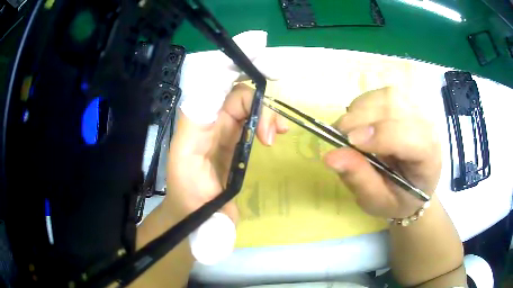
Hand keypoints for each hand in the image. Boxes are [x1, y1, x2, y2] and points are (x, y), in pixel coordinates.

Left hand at [164, 84, 287, 221]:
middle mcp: (212, 118)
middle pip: (241, 95)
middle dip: (261, 105)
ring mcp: (226, 129)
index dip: (239, 72)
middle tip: (272, 134)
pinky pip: (254, 122)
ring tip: (277, 135)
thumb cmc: (187, 192)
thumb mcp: (185, 159)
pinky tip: (276, 134)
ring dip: (268, 114)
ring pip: (251, 107)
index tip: (265, 82)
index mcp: (199, 117)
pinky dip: (268, 123)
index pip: (219, 83)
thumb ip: (195, 127)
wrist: (196, 215)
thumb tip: (216, 98)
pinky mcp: (236, 141)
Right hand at [323, 87, 440, 218]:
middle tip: (338, 135)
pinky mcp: (408, 104)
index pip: (408, 136)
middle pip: (395, 107)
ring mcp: (419, 112)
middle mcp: (428, 127)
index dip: (379, 135)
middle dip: (362, 118)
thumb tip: (330, 156)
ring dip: (361, 109)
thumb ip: (359, 179)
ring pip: (387, 95)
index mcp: (428, 157)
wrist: (413, 187)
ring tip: (347, 130)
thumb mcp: (377, 201)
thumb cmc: (398, 199)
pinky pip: (383, 94)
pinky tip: (359, 122)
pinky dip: (364, 104)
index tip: (347, 142)